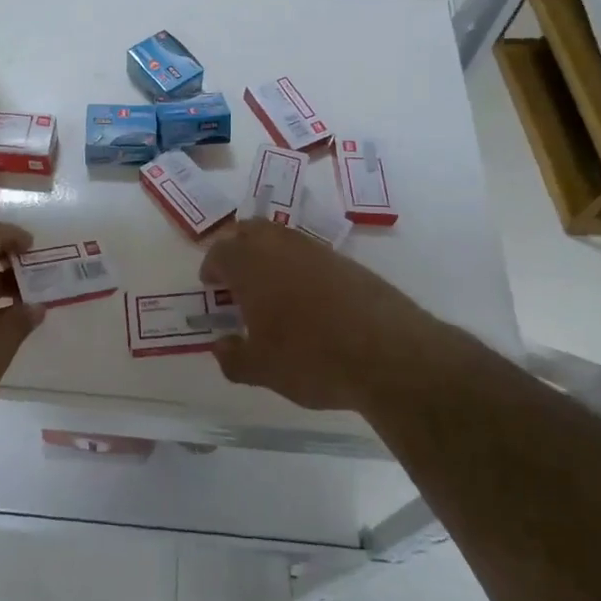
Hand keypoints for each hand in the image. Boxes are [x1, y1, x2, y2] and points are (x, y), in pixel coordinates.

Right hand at [200, 220, 479, 413]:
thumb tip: (221, 346)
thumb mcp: (263, 370)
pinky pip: (311, 254)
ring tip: (271, 288)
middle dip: (238, 248)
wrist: (389, 353)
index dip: (212, 266)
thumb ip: (234, 357)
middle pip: (250, 230)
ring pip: (282, 238)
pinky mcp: (348, 262)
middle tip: (236, 277)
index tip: (211, 285)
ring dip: (269, 255)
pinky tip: (307, 298)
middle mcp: (281, 247)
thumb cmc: (311, 359)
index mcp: (251, 265)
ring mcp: (317, 251)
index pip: (220, 251)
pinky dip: (299, 267)